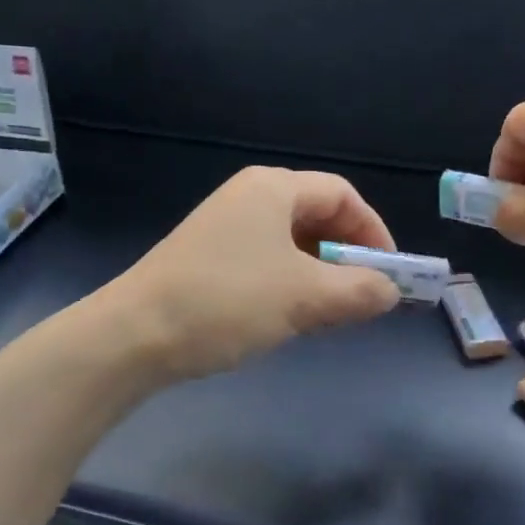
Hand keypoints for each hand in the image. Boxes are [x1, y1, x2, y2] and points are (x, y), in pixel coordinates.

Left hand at [109, 166, 401, 380]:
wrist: (134, 335)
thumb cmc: (227, 301)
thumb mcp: (304, 297)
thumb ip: (359, 291)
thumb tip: (391, 291)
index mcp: (273, 189)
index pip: (342, 195)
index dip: (373, 231)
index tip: (389, 273)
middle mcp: (250, 197)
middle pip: (318, 214)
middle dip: (348, 253)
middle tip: (364, 295)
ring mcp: (225, 226)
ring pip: (293, 241)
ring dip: (321, 272)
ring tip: (333, 311)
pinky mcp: (209, 256)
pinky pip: (267, 259)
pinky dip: (291, 281)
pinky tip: (292, 315)